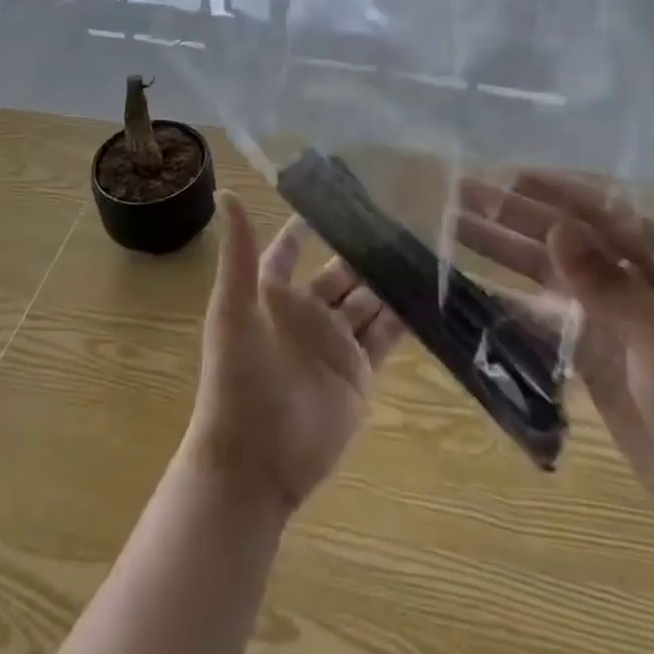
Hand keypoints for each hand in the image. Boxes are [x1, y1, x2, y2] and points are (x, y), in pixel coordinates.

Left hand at [183, 192, 405, 515]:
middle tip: (400, 219)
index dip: (310, 225)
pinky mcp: (359, 373)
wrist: (254, 462)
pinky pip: (385, 337)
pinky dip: (403, 318)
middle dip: (364, 250)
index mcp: (273, 295)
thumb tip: (226, 191)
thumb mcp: (233, 309)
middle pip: (339, 273)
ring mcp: (335, 343)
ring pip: (366, 301)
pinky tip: (427, 294)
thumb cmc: (237, 378)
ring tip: (421, 248)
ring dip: (388, 279)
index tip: (339, 194)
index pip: (290, 250)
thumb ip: (237, 252)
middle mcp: (306, 313)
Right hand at [455, 171, 653, 543]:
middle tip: (462, 195)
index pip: (602, 215)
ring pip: (546, 274)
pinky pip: (543, 316)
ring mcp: (608, 319)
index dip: (554, 193)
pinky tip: (476, 286)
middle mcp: (632, 283)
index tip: (508, 177)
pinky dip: (511, 299)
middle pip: (563, 240)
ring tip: (456, 227)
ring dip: (504, 250)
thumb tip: (557, 229)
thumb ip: (608, 284)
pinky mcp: (591, 354)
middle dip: (514, 216)